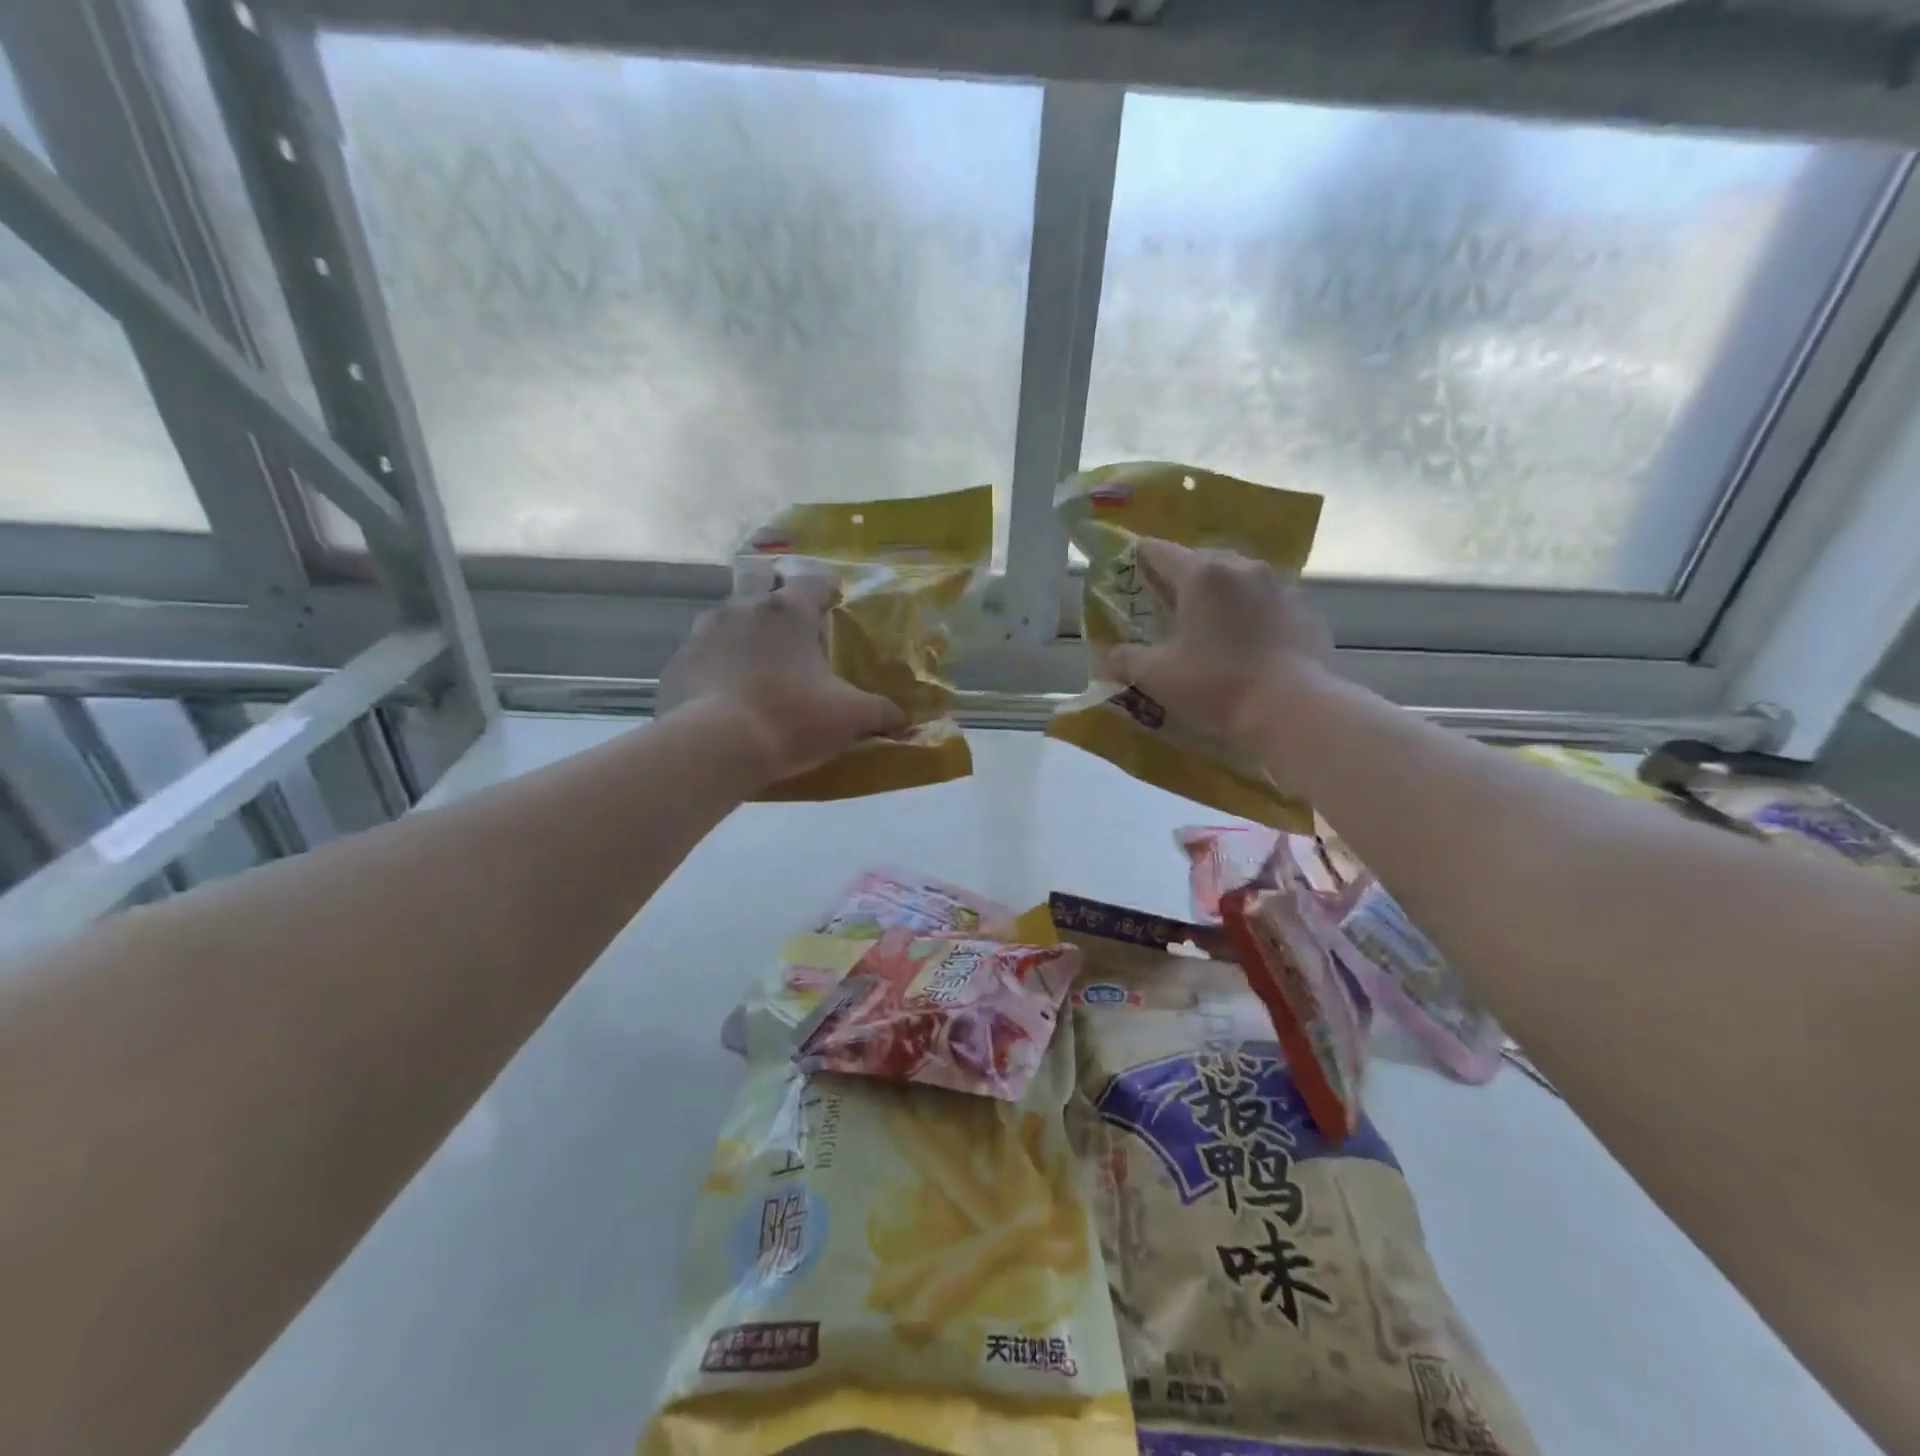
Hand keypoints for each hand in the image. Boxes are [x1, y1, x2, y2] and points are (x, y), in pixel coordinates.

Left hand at [658, 575, 906, 785]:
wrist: (716, 747)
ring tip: (757, 658)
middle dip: (772, 586)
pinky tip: (726, 691)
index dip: (826, 587)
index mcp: (788, 611)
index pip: (812, 580)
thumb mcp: (850, 718)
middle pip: (757, 576)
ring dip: (742, 626)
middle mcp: (743, 608)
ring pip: (726, 613)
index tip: (834, 600)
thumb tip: (904, 719)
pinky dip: (716, 663)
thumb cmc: (792, 719)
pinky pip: (701, 653)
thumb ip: (881, 713)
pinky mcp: (678, 663)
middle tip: (788, 616)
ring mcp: (704, 633)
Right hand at [1103, 539, 1336, 752]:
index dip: (1140, 558)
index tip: (1130, 568)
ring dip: (1220, 594)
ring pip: (1238, 579)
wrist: (1294, 708)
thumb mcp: (1157, 677)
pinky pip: (1268, 601)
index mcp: (1202, 575)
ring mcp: (1280, 586)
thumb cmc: (1217, 685)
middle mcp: (1242, 567)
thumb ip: (1126, 661)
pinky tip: (1247, 643)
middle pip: (1202, 560)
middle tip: (1167, 604)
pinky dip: (1251, 613)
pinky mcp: (1306, 610)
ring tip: (1209, 624)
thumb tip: (1109, 657)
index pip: (1160, 551)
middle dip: (1181, 578)